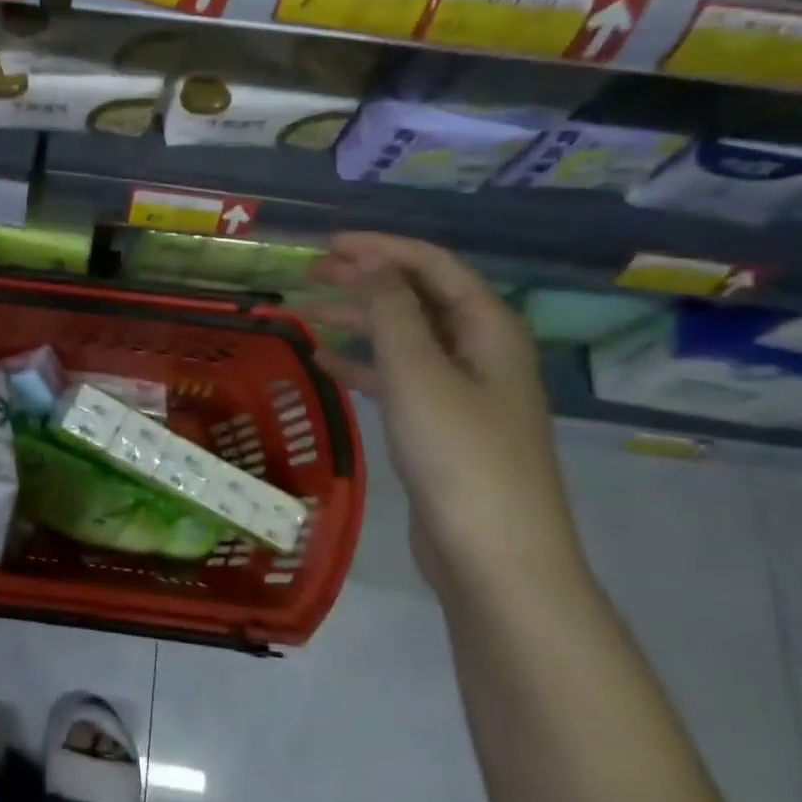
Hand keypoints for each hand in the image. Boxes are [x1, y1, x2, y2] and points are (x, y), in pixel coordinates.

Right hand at [309, 234, 582, 593]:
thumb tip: (373, 266)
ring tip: (307, 314)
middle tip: (311, 274)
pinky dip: (363, 366)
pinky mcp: (441, 427)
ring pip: (405, 338)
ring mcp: (462, 392)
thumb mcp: (420, 375)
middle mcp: (480, 352)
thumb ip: (393, 313)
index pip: (434, 266)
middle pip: (419, 298)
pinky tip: (325, 365)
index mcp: (489, 329)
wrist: (494, 556)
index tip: (329, 244)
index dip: (382, 248)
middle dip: (367, 279)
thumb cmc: (460, 456)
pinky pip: (398, 379)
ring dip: (360, 320)